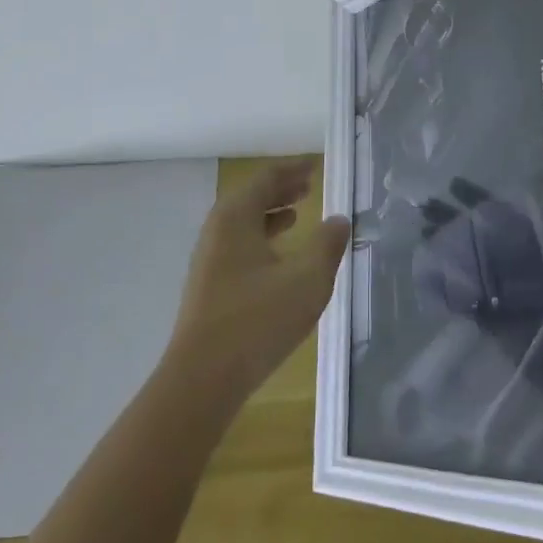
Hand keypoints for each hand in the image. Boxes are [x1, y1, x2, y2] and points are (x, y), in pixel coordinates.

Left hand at [165, 158, 350, 408]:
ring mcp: (209, 259)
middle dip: (281, 189)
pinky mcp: (209, 284)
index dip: (292, 169)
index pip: (265, 178)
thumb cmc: (258, 320)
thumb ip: (327, 245)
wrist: (203, 377)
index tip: (314, 165)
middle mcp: (217, 230)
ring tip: (298, 213)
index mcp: (236, 217)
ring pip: (243, 223)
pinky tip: (279, 257)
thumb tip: (339, 219)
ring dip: (271, 213)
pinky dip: (261, 238)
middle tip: (308, 185)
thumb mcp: (307, 280)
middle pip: (251, 197)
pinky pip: (238, 244)